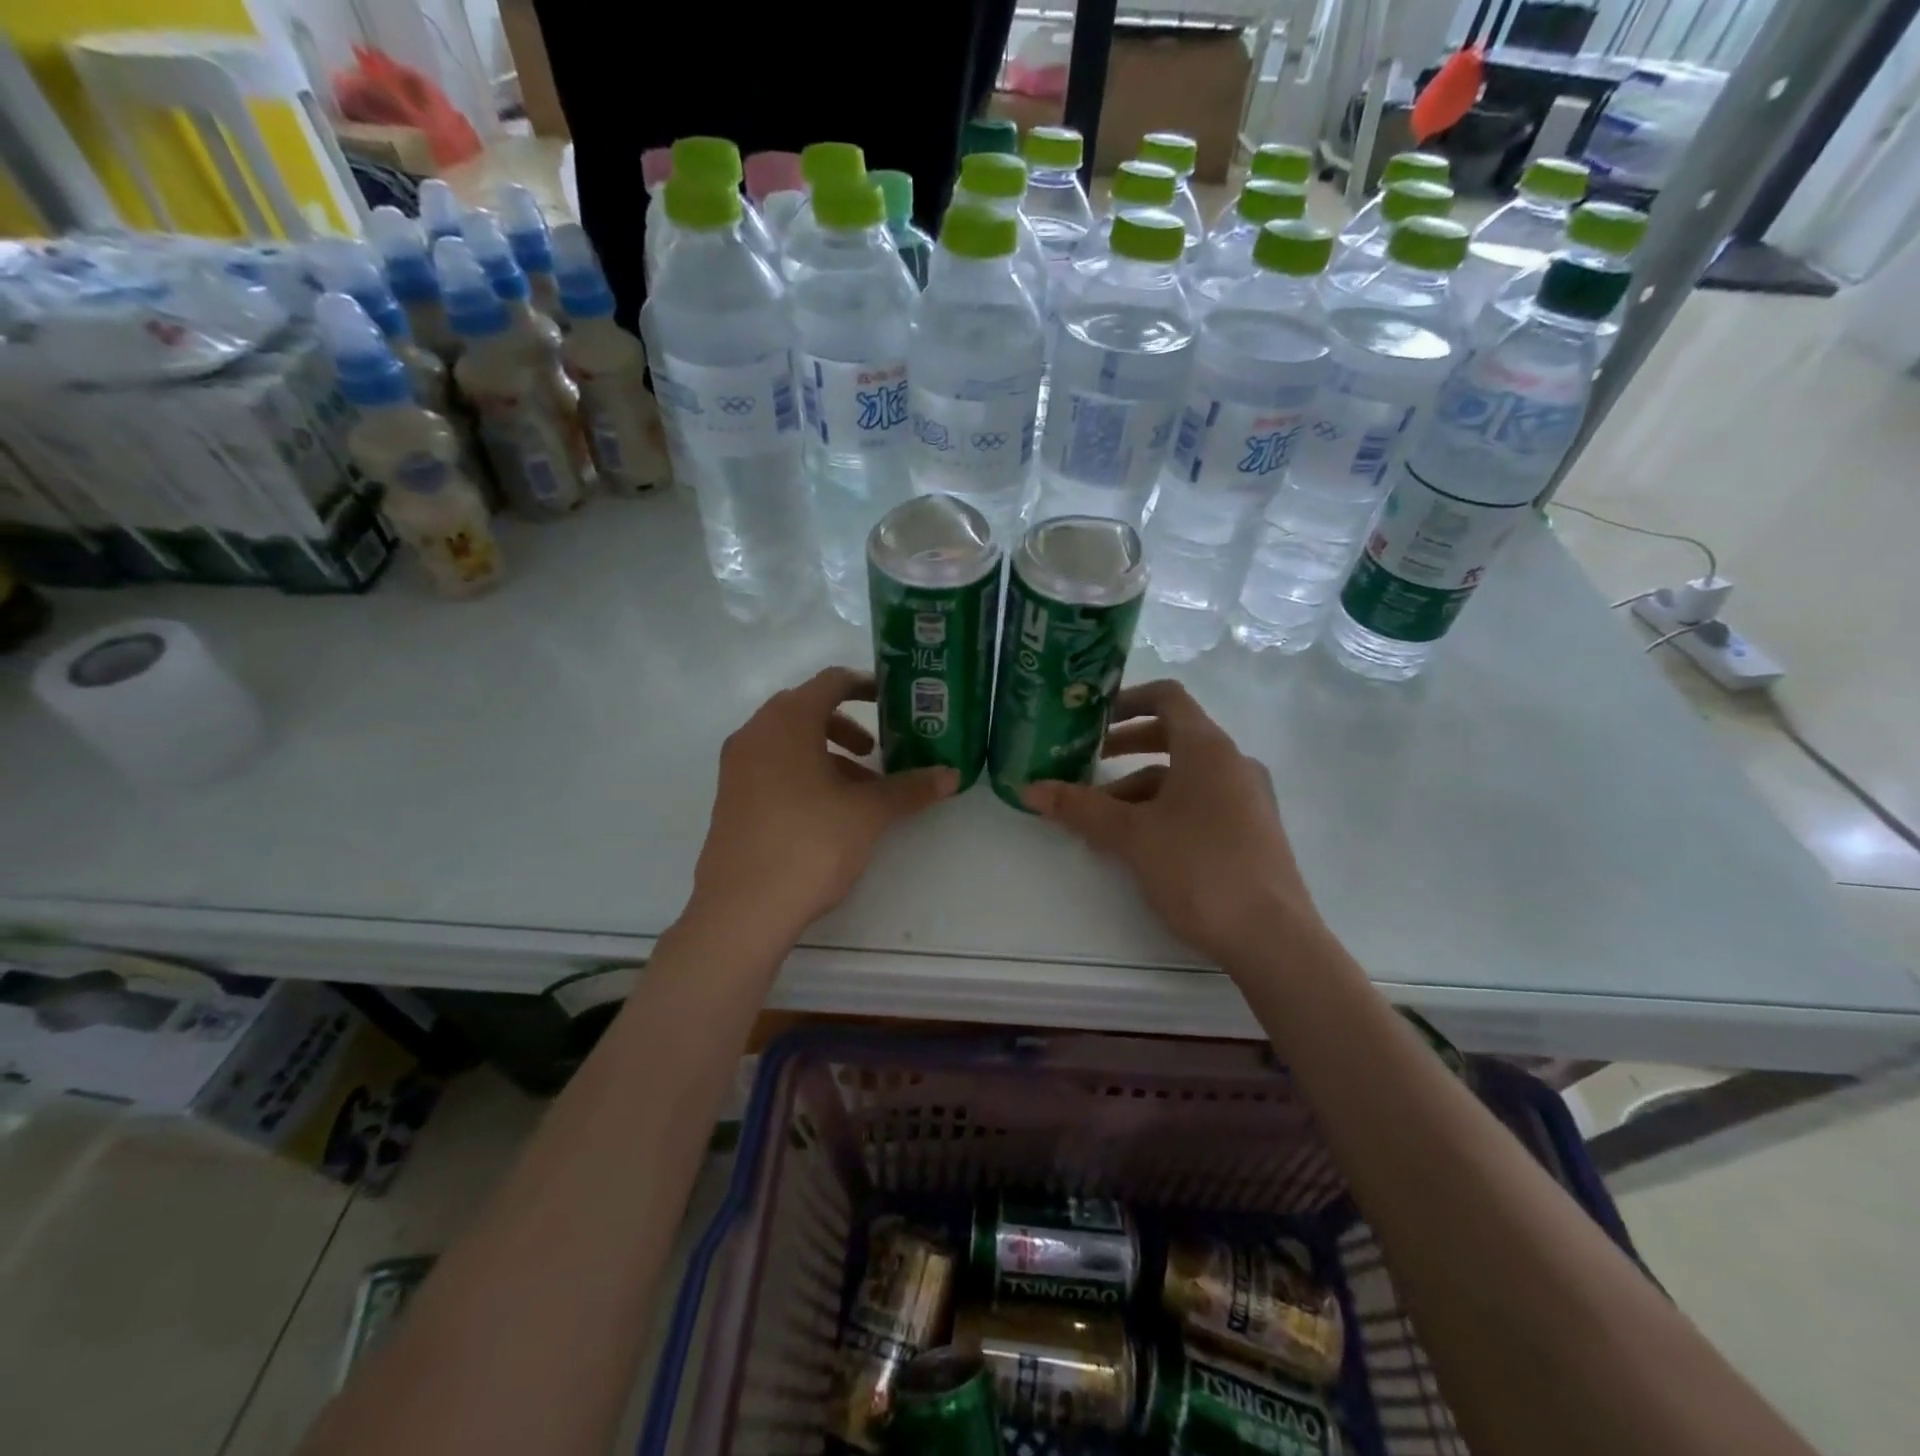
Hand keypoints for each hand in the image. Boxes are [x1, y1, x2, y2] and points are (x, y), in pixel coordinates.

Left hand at [690, 667, 956, 938]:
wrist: (742, 908)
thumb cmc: (810, 843)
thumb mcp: (868, 813)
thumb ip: (910, 789)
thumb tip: (951, 776)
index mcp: (787, 722)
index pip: (830, 682)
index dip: (864, 685)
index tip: (891, 700)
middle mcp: (755, 734)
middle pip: (805, 710)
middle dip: (846, 726)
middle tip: (875, 751)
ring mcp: (736, 767)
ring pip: (788, 742)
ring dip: (826, 754)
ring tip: (859, 791)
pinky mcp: (730, 798)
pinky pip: (771, 767)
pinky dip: (802, 773)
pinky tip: (827, 813)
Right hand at [1023, 680, 1321, 963]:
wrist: (1273, 938)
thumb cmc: (1200, 869)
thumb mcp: (1132, 836)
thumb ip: (1080, 808)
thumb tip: (1029, 789)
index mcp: (1208, 749)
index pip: (1167, 697)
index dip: (1126, 700)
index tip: (1092, 718)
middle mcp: (1232, 763)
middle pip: (1172, 737)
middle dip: (1124, 748)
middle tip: (1086, 763)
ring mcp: (1247, 798)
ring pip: (1183, 777)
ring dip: (1138, 789)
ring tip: (1101, 822)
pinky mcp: (1251, 831)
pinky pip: (1199, 803)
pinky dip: (1164, 809)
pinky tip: (1138, 845)